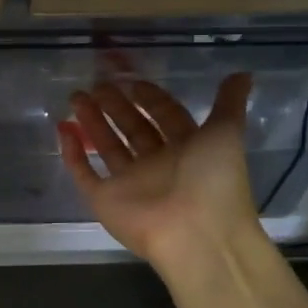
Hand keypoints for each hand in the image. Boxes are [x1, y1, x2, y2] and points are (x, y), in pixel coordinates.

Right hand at [58, 74, 265, 277]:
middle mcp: (157, 164)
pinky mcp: (105, 200)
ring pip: (107, 146)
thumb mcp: (226, 133)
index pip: (165, 116)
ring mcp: (129, 183)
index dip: (150, 98)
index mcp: (187, 149)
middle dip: (116, 106)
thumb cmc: (213, 180)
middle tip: (97, 84)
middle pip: (133, 129)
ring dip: (92, 121)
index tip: (132, 81)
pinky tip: (63, 129)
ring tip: (76, 96)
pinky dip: (72, 154)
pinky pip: (84, 174)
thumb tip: (244, 73)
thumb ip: (228, 103)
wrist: (196, 234)